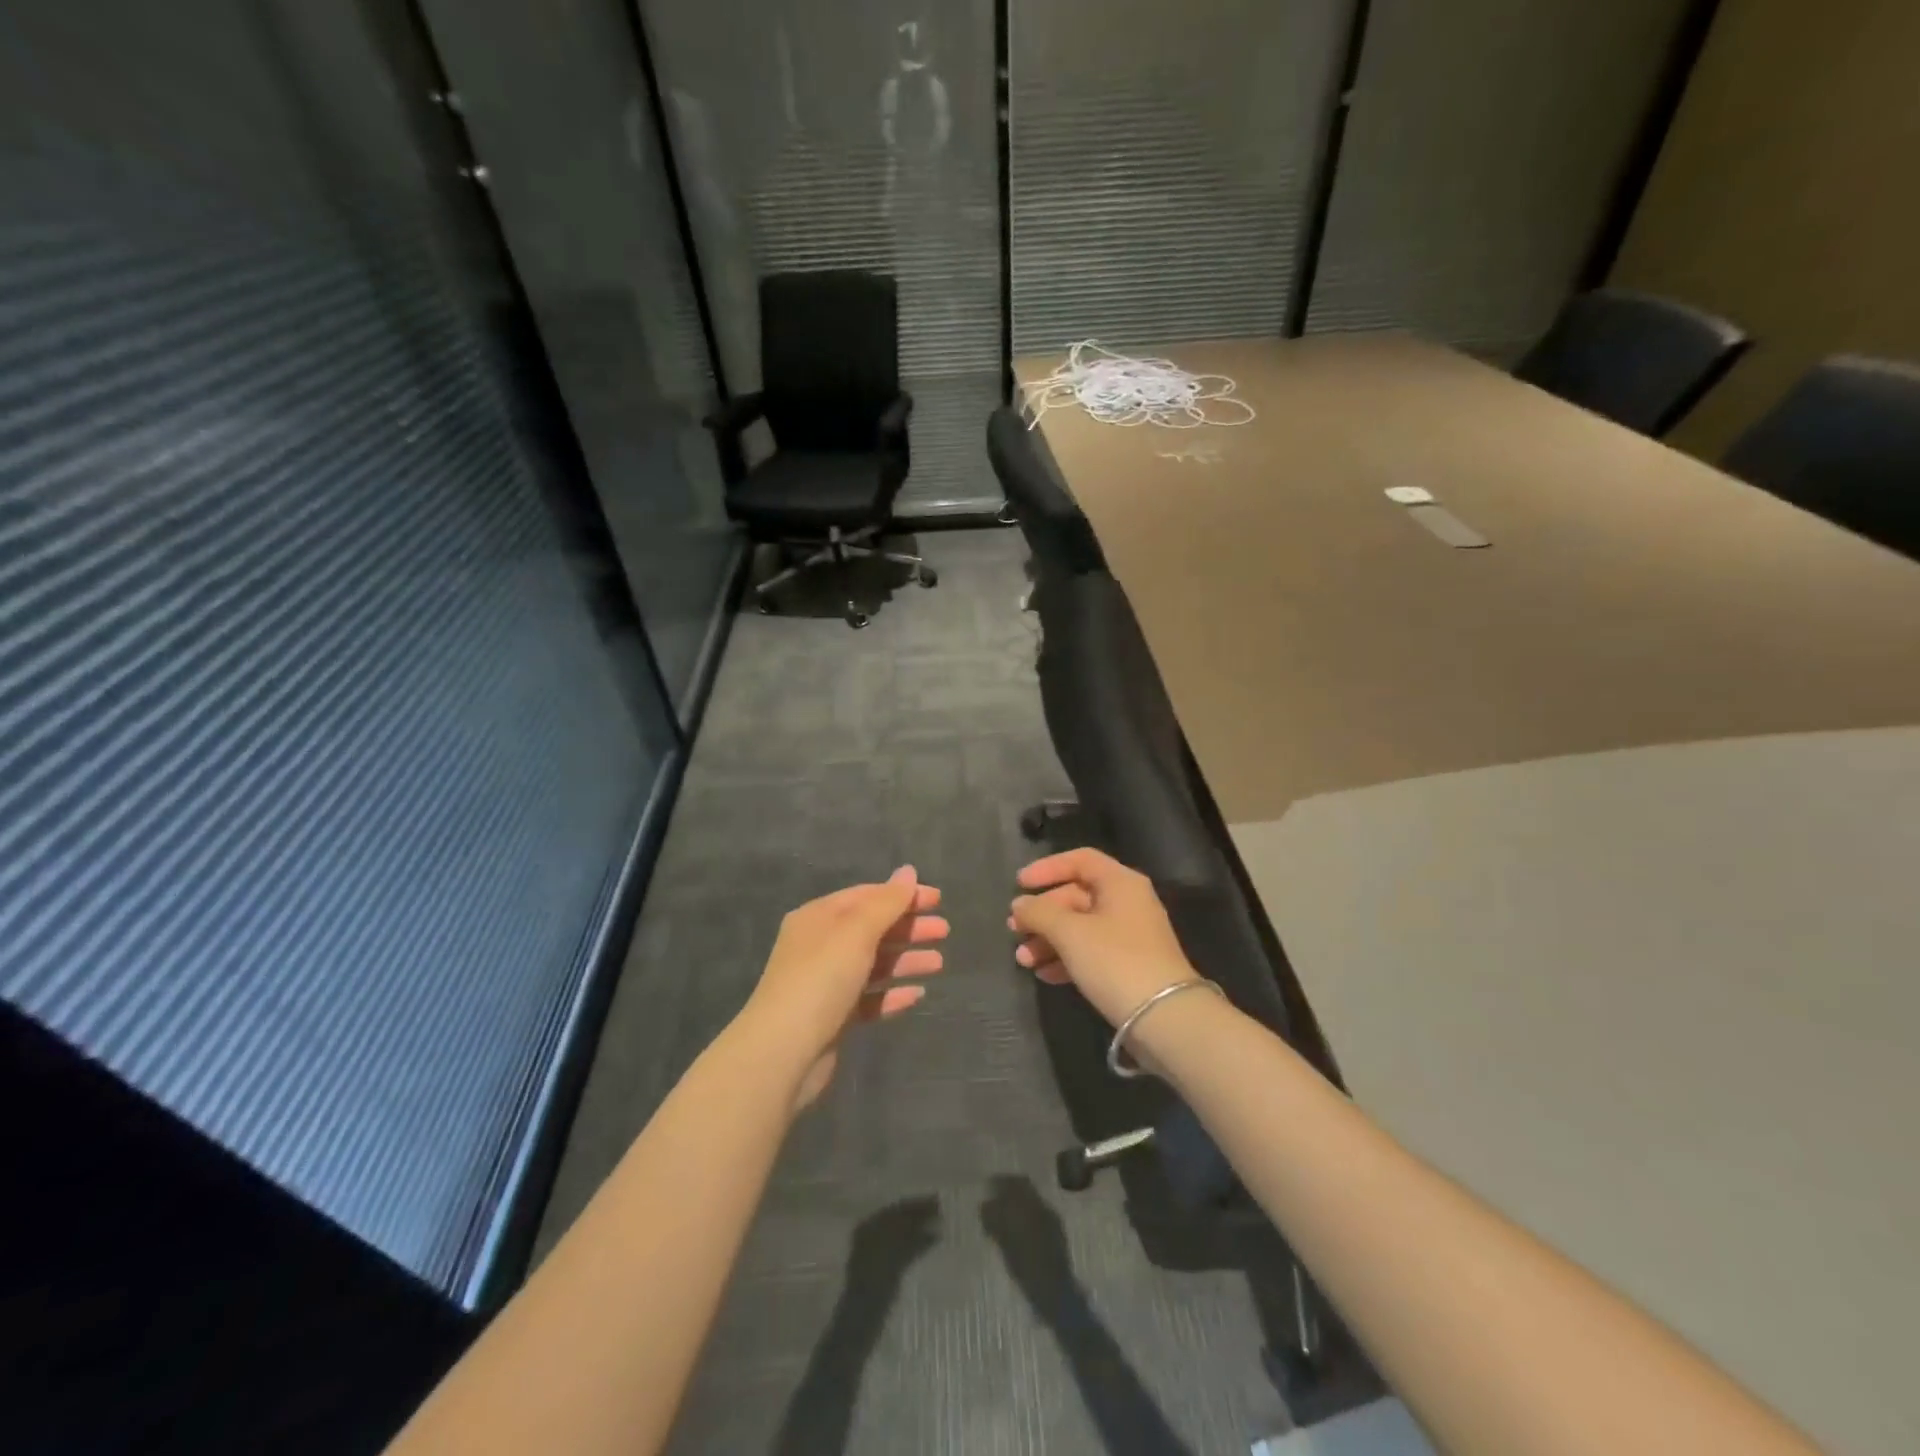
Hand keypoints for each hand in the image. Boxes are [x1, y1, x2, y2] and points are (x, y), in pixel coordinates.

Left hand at [743, 866, 947, 1107]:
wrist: (783, 1053)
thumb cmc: (821, 979)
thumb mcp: (856, 932)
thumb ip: (886, 902)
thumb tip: (908, 872)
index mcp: (819, 917)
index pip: (866, 896)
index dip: (902, 895)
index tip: (938, 900)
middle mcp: (820, 945)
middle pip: (872, 929)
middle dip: (909, 927)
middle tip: (944, 931)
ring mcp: (826, 983)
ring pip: (873, 964)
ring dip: (906, 960)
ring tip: (939, 963)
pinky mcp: (833, 1017)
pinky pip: (869, 998)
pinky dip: (892, 994)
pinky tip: (917, 995)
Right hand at [1008, 848, 1196, 1028]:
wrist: (1165, 1018)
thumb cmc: (1115, 961)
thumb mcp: (1070, 932)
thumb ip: (1040, 913)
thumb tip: (1020, 904)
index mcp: (1120, 883)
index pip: (1080, 860)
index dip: (1047, 868)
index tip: (1019, 884)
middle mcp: (1128, 903)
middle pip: (1076, 896)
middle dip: (1043, 913)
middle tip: (1015, 929)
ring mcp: (1130, 936)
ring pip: (1080, 927)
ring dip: (1049, 940)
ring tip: (1023, 960)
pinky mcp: (1128, 966)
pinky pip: (1090, 953)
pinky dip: (1066, 959)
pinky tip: (1044, 975)